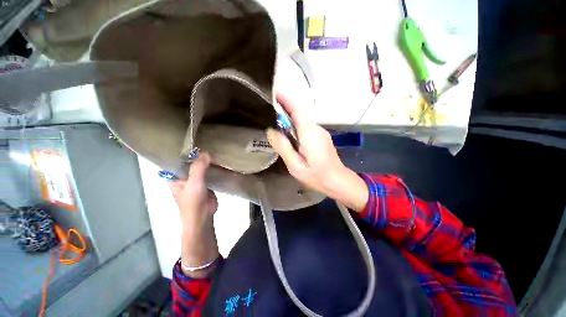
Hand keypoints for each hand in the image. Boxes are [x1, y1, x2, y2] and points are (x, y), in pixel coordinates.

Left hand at [168, 152, 218, 277]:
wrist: (203, 216)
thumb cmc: (192, 201)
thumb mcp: (194, 182)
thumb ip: (199, 167)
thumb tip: (207, 152)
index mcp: (173, 175)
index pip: (175, 158)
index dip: (182, 148)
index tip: (191, 138)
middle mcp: (182, 175)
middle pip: (189, 160)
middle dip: (196, 152)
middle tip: (207, 140)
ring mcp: (194, 178)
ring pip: (199, 164)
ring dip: (205, 158)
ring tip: (214, 147)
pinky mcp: (205, 181)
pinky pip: (208, 170)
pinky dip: (212, 165)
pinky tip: (218, 158)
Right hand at [267, 93, 368, 211]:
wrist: (338, 181)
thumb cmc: (316, 176)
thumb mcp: (295, 166)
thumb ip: (284, 147)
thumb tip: (271, 130)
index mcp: (309, 133)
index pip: (297, 109)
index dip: (285, 100)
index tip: (273, 93)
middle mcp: (316, 128)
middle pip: (299, 112)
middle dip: (285, 107)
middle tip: (268, 108)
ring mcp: (320, 132)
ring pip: (302, 119)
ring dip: (289, 117)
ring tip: (274, 119)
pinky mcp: (321, 137)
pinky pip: (306, 126)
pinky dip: (295, 125)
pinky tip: (287, 132)